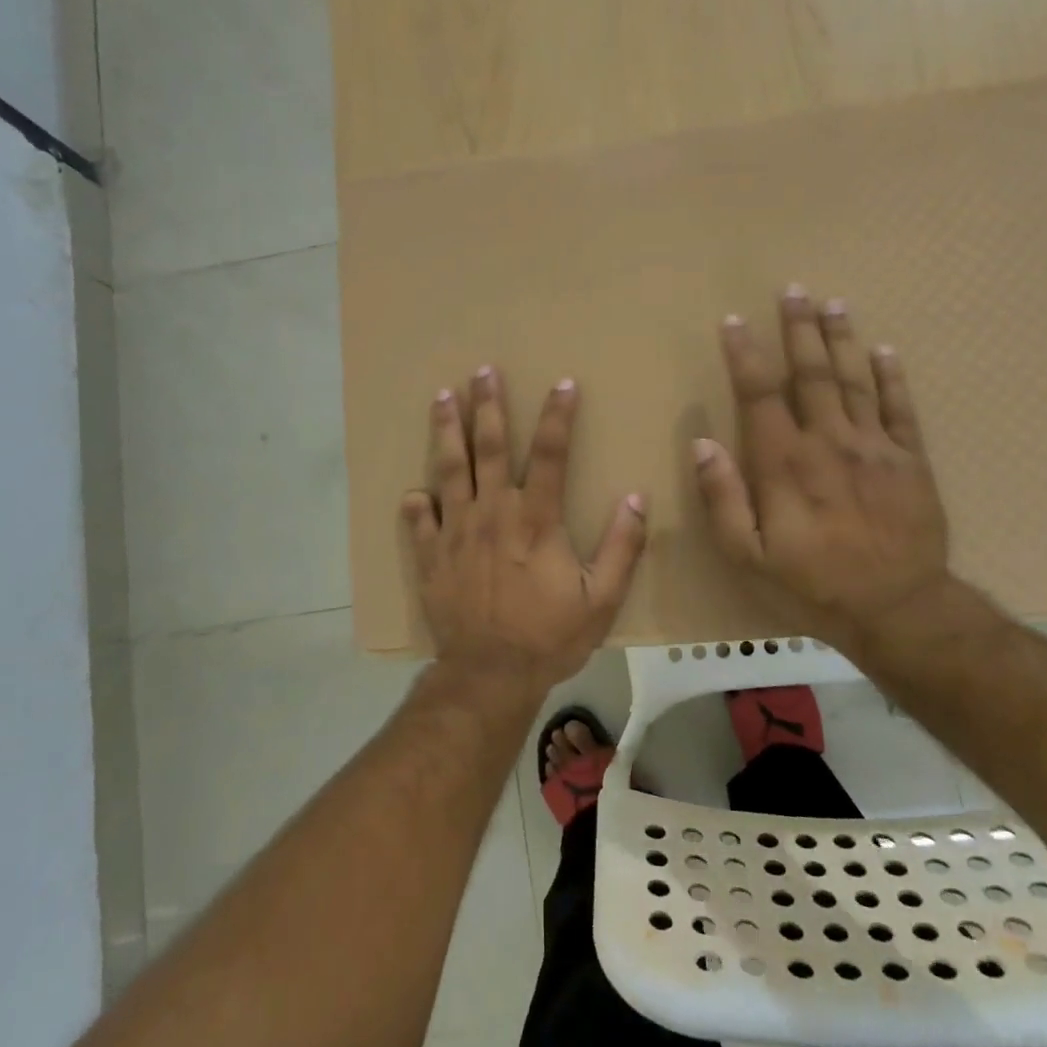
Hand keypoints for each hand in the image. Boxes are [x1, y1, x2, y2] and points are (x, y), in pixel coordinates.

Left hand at [403, 367, 647, 694]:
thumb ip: (622, 547)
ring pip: (448, 471)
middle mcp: (492, 515)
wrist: (489, 676)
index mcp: (535, 520)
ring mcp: (456, 533)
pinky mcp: (432, 558)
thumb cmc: (549, 637)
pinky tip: (411, 491)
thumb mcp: (601, 599)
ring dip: (446, 431)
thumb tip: (635, 498)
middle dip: (487, 406)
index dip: (557, 416)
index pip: (549, 454)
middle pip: (488, 448)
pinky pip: (420, 523)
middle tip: (483, 370)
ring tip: (441, 397)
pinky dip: (416, 505)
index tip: (562, 383)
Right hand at [693, 287, 954, 647]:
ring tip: (833, 303)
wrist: (898, 610)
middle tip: (793, 290)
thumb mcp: (748, 556)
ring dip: (842, 339)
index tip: (734, 321)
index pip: (760, 395)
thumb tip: (701, 444)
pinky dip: (892, 377)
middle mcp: (829, 442)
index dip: (745, 355)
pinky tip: (885, 351)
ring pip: (855, 380)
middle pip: (811, 373)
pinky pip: (901, 409)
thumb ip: (722, 498)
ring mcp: (875, 447)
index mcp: (785, 463)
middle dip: (798, 329)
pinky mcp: (911, 461)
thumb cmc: (812, 585)